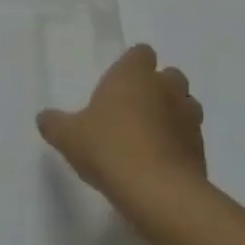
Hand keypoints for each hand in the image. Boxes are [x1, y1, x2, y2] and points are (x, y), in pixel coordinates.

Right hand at [38, 43, 206, 214]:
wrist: (158, 191)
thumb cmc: (109, 149)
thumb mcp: (68, 137)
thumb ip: (54, 123)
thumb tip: (44, 118)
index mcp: (134, 74)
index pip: (141, 53)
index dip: (132, 66)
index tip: (118, 85)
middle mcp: (166, 87)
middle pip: (168, 76)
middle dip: (156, 89)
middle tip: (132, 112)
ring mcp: (188, 117)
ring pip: (185, 105)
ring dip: (171, 115)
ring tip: (149, 138)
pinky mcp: (201, 147)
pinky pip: (190, 137)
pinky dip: (179, 144)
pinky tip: (160, 163)